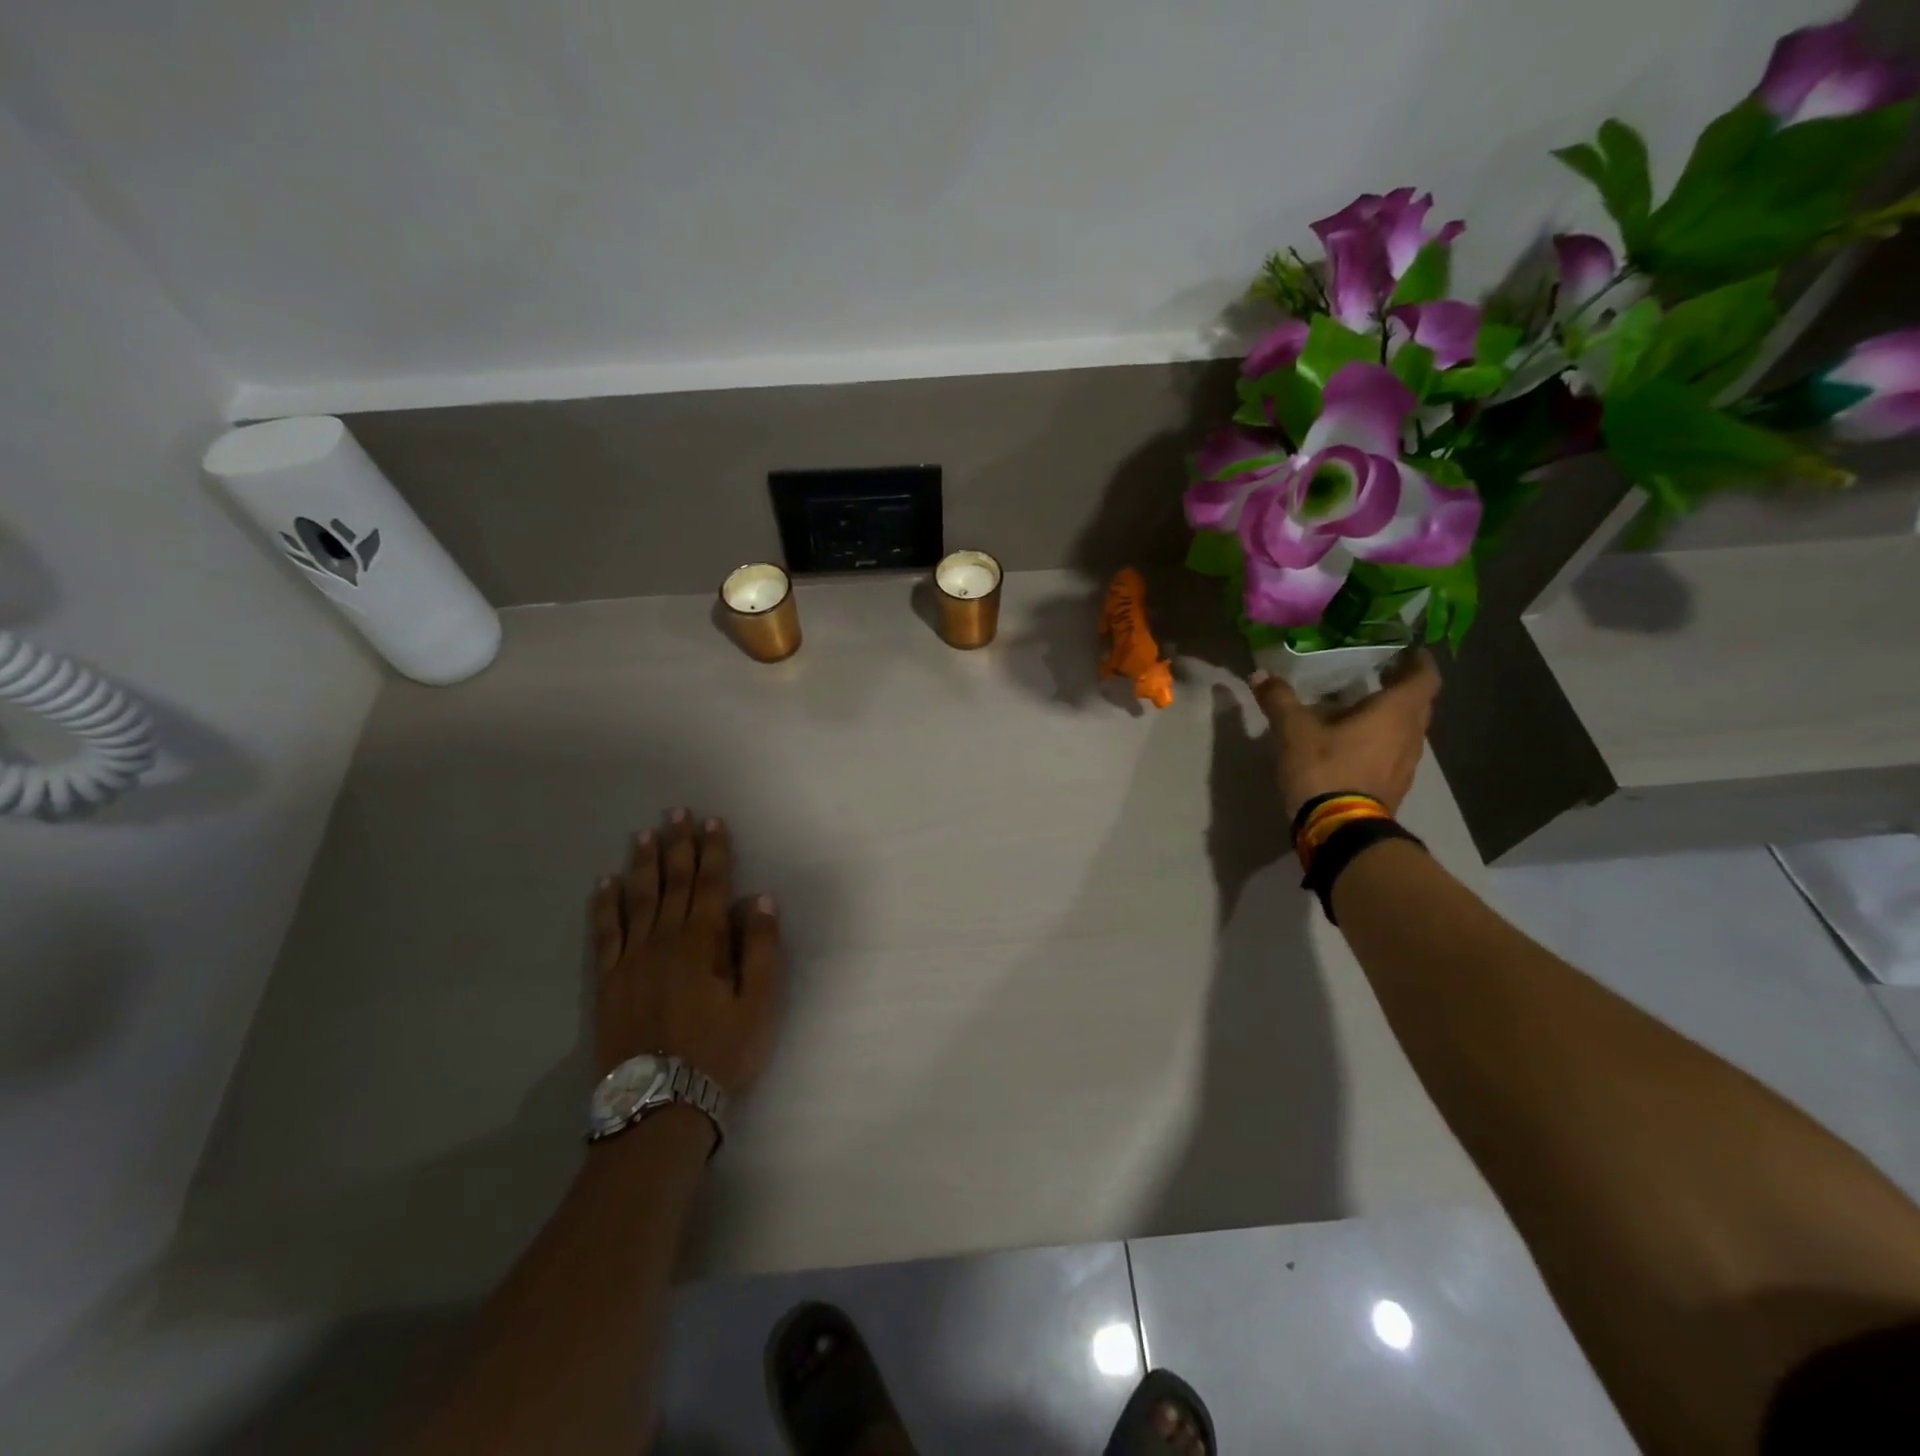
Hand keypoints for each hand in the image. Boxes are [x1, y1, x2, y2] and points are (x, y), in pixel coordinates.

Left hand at [589, 810, 784, 1096]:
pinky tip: (605, 884)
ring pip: (638, 899)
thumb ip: (761, 948)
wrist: (660, 1104)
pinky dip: (606, 906)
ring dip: (643, 864)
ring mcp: (632, 959)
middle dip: (678, 845)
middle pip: (673, 882)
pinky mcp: (609, 981)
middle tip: (676, 812)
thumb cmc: (720, 1052)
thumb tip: (759, 899)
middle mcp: (665, 940)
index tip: (712, 821)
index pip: (711, 884)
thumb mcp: (759, 1004)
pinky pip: (605, 932)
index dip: (714, 850)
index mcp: (703, 942)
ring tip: (644, 834)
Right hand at [1251, 649, 1440, 818]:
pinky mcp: (1395, 786)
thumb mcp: (1293, 730)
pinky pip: (1395, 753)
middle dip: (1400, 687)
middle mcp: (1411, 734)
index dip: (1417, 661)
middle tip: (1376, 675)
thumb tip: (1260, 674)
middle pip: (1418, 703)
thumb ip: (1279, 700)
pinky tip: (1354, 744)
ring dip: (1390, 717)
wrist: (1340, 830)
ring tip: (1360, 709)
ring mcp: (1407, 764)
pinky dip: (1381, 741)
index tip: (1404, 650)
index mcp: (1396, 712)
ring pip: (1407, 730)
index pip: (1423, 677)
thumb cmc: (1325, 769)